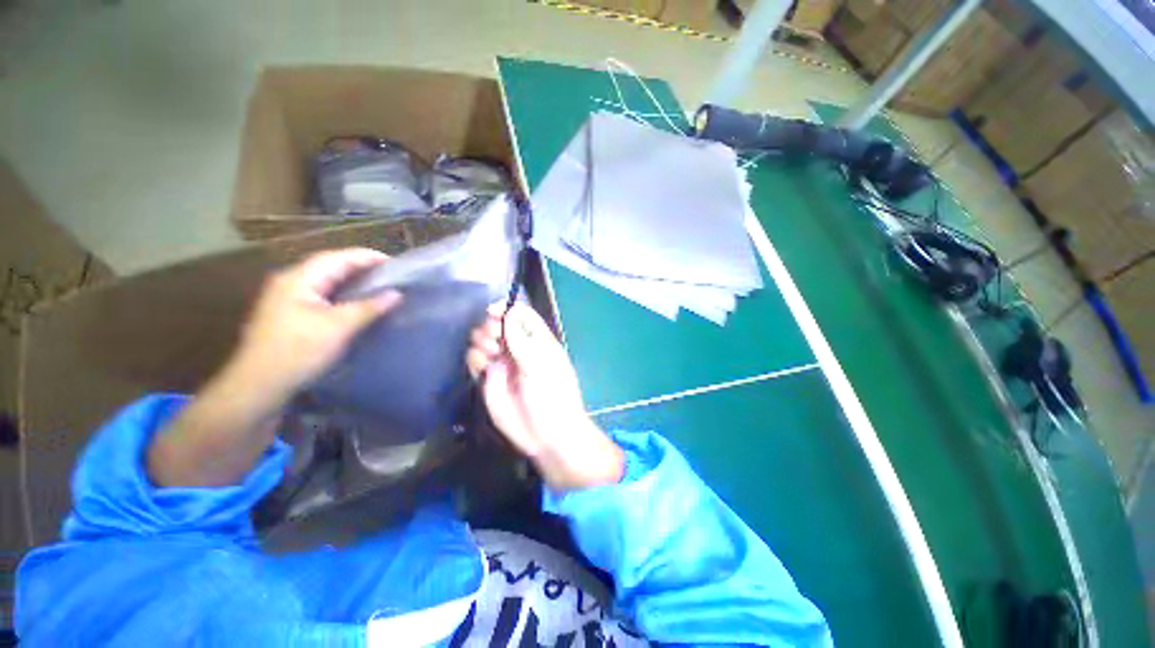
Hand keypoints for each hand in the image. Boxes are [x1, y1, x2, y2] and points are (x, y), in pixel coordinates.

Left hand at [227, 248, 402, 405]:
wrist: (259, 386)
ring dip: (353, 281)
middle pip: (330, 266)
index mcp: (298, 279)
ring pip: (326, 281)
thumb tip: (397, 294)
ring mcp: (287, 299)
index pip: (338, 258)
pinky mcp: (290, 314)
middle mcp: (290, 282)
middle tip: (392, 275)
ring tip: (380, 286)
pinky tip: (358, 304)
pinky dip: (343, 295)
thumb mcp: (338, 327)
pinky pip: (322, 295)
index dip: (367, 257)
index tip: (396, 263)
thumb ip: (369, 307)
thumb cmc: (298, 351)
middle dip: (361, 267)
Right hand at [466, 303, 623, 491]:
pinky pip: (475, 361)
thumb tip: (508, 313)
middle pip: (497, 324)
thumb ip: (522, 340)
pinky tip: (483, 367)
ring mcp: (503, 364)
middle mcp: (518, 348)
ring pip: (483, 341)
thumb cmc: (553, 397)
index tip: (492, 311)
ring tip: (490, 354)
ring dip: (482, 341)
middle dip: (491, 326)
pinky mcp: (489, 380)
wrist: (547, 436)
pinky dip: (475, 359)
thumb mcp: (541, 366)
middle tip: (493, 337)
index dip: (506, 309)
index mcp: (538, 341)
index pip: (520, 314)